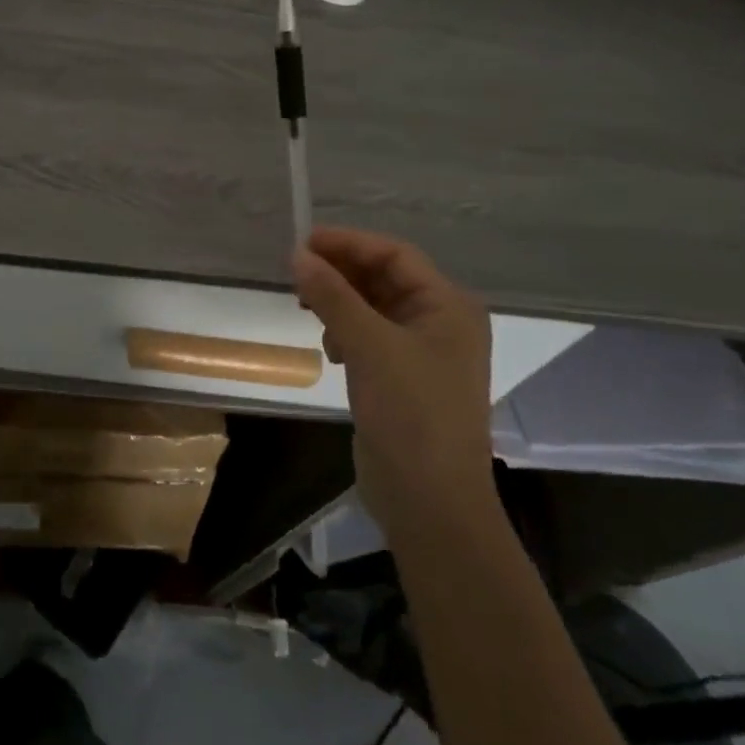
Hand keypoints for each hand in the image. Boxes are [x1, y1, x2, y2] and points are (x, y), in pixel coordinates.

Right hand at [293, 227, 494, 526]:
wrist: (430, 502)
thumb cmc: (412, 413)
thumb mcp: (370, 346)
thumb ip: (333, 296)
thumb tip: (297, 254)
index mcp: (449, 306)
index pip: (394, 255)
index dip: (348, 243)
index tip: (302, 242)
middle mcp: (440, 322)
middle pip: (383, 278)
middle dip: (340, 273)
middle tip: (295, 274)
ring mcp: (421, 352)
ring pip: (372, 307)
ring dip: (339, 302)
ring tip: (305, 307)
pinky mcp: (401, 378)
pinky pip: (368, 336)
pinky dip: (345, 332)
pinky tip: (329, 348)